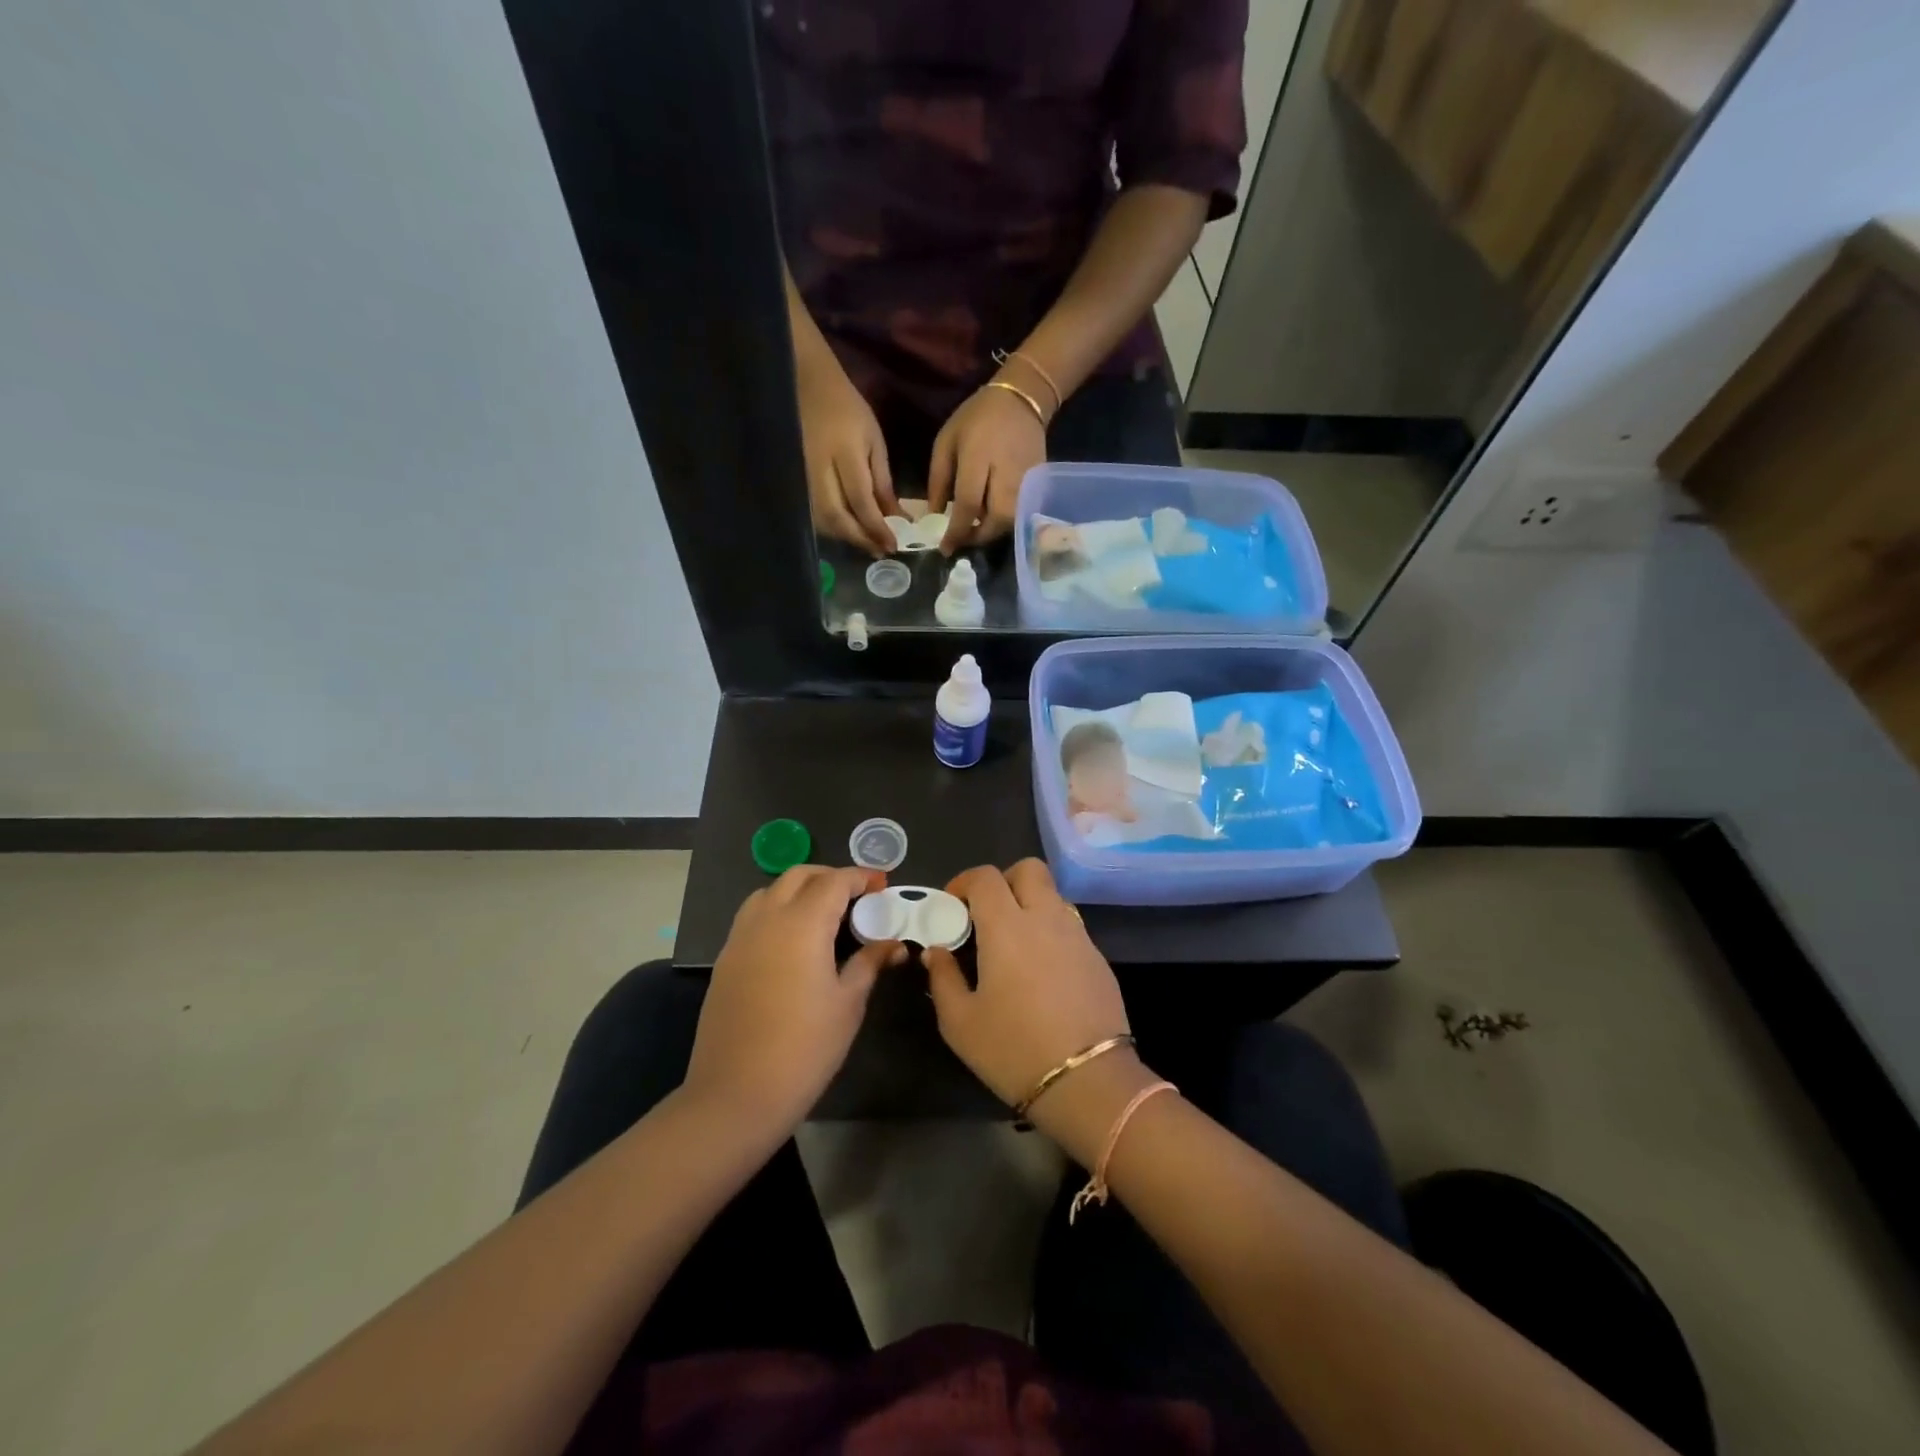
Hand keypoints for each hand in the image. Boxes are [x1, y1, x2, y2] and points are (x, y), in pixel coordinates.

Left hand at [687, 866, 904, 1131]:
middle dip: (830, 877)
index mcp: (801, 924)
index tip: (883, 885)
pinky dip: (777, 911)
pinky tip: (794, 943)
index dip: (861, 877)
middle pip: (798, 876)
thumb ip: (869, 962)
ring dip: (800, 890)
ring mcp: (740, 939)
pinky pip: (753, 917)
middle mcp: (767, 919)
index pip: (834, 881)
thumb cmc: (804, 1048)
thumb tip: (894, 943)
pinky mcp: (726, 960)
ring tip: (825, 915)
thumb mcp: (848, 1004)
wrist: (736, 1095)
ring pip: (770, 892)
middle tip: (857, 897)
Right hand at [798, 356, 896, 556]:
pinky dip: (831, 528)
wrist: (807, 386)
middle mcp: (819, 469)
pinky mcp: (794, 480)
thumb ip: (882, 482)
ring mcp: (802, 476)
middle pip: (836, 516)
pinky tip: (847, 531)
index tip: (893, 545)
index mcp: (844, 453)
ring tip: (867, 544)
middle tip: (880, 550)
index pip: (860, 500)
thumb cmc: (848, 410)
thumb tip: (895, 518)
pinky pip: (812, 513)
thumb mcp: (874, 441)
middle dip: (860, 538)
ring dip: (845, 537)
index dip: (876, 527)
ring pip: (821, 520)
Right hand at [924, 860, 1128, 1109]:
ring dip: (1030, 904)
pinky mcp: (1098, 958)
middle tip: (987, 913)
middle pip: (1029, 869)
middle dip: (1004, 880)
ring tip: (1014, 943)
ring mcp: (1077, 936)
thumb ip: (943, 978)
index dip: (964, 882)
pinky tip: (1042, 970)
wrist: (1087, 1081)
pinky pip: (1070, 926)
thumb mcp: (960, 1022)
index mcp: (1007, 926)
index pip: (986, 877)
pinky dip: (1050, 931)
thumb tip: (937, 951)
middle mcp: (1045, 918)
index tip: (952, 905)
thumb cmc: (1013, 1049)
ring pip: (1052, 896)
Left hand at [928, 384, 1046, 552]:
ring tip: (975, 529)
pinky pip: (1020, 512)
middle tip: (963, 539)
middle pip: (997, 520)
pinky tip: (990, 517)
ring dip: (992, 531)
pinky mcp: (1038, 484)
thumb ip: (938, 480)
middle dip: (978, 536)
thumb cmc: (977, 418)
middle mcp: (1006, 474)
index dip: (956, 531)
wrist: (1021, 399)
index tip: (944, 548)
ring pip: (1011, 521)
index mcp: (979, 459)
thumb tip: (934, 516)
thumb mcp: (946, 442)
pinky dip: (1004, 521)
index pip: (968, 505)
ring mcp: (1027, 480)